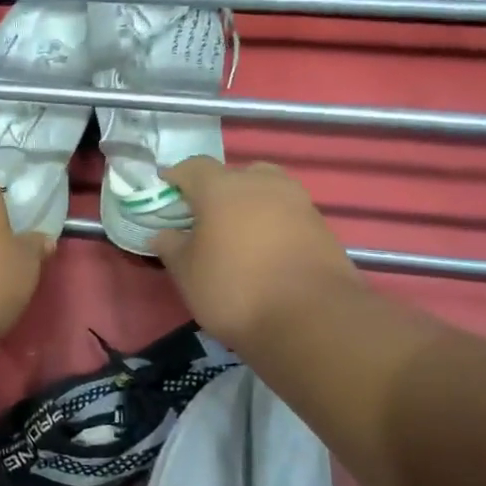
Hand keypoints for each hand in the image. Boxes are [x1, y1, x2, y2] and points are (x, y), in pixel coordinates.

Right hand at [152, 157, 357, 348]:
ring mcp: (297, 202)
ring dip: (250, 205)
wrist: (312, 319)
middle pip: (235, 174)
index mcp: (222, 188)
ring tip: (239, 235)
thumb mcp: (187, 274)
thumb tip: (163, 234)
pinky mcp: (321, 226)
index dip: (177, 177)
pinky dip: (274, 225)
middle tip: (207, 218)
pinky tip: (267, 253)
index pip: (193, 167)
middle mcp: (262, 183)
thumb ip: (171, 247)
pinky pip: (288, 215)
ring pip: (266, 191)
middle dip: (218, 190)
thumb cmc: (235, 290)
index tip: (167, 191)